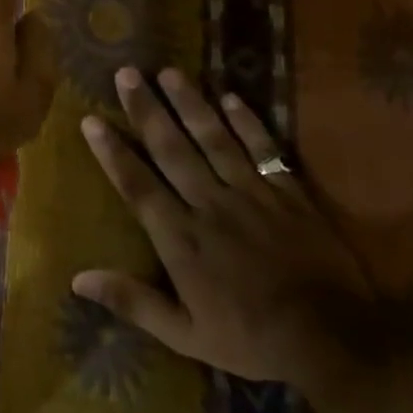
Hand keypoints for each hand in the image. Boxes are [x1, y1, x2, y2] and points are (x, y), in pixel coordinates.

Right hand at [73, 67, 368, 385]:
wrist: (335, 339)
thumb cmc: (251, 338)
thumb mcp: (184, 334)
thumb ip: (132, 302)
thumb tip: (77, 279)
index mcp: (181, 238)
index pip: (137, 184)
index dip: (112, 151)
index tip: (91, 120)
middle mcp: (210, 206)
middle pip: (172, 149)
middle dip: (146, 110)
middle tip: (126, 74)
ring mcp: (253, 195)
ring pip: (214, 139)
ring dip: (190, 104)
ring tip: (168, 72)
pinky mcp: (290, 194)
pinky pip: (265, 150)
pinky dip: (249, 123)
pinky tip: (232, 97)